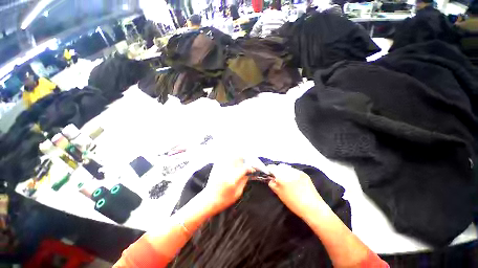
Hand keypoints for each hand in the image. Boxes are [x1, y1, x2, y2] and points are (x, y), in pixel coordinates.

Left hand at [201, 158, 253, 215]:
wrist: (208, 200)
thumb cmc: (223, 200)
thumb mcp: (237, 194)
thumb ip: (244, 181)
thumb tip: (248, 174)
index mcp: (232, 179)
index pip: (244, 168)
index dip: (250, 168)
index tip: (252, 170)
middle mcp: (226, 171)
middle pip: (237, 157)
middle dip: (244, 160)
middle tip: (245, 165)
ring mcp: (220, 167)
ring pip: (231, 155)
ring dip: (237, 157)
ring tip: (239, 162)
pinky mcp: (216, 166)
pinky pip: (225, 157)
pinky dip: (230, 157)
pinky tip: (232, 162)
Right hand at [267, 164, 324, 218]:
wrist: (313, 208)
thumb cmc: (294, 203)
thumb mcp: (279, 194)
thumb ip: (273, 184)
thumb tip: (271, 179)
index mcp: (282, 176)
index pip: (272, 167)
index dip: (269, 169)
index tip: (269, 173)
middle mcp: (289, 171)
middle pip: (280, 166)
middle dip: (277, 170)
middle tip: (277, 178)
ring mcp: (298, 172)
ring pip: (287, 168)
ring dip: (284, 171)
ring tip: (286, 179)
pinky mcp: (304, 174)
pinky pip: (294, 171)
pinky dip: (291, 173)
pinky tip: (294, 181)